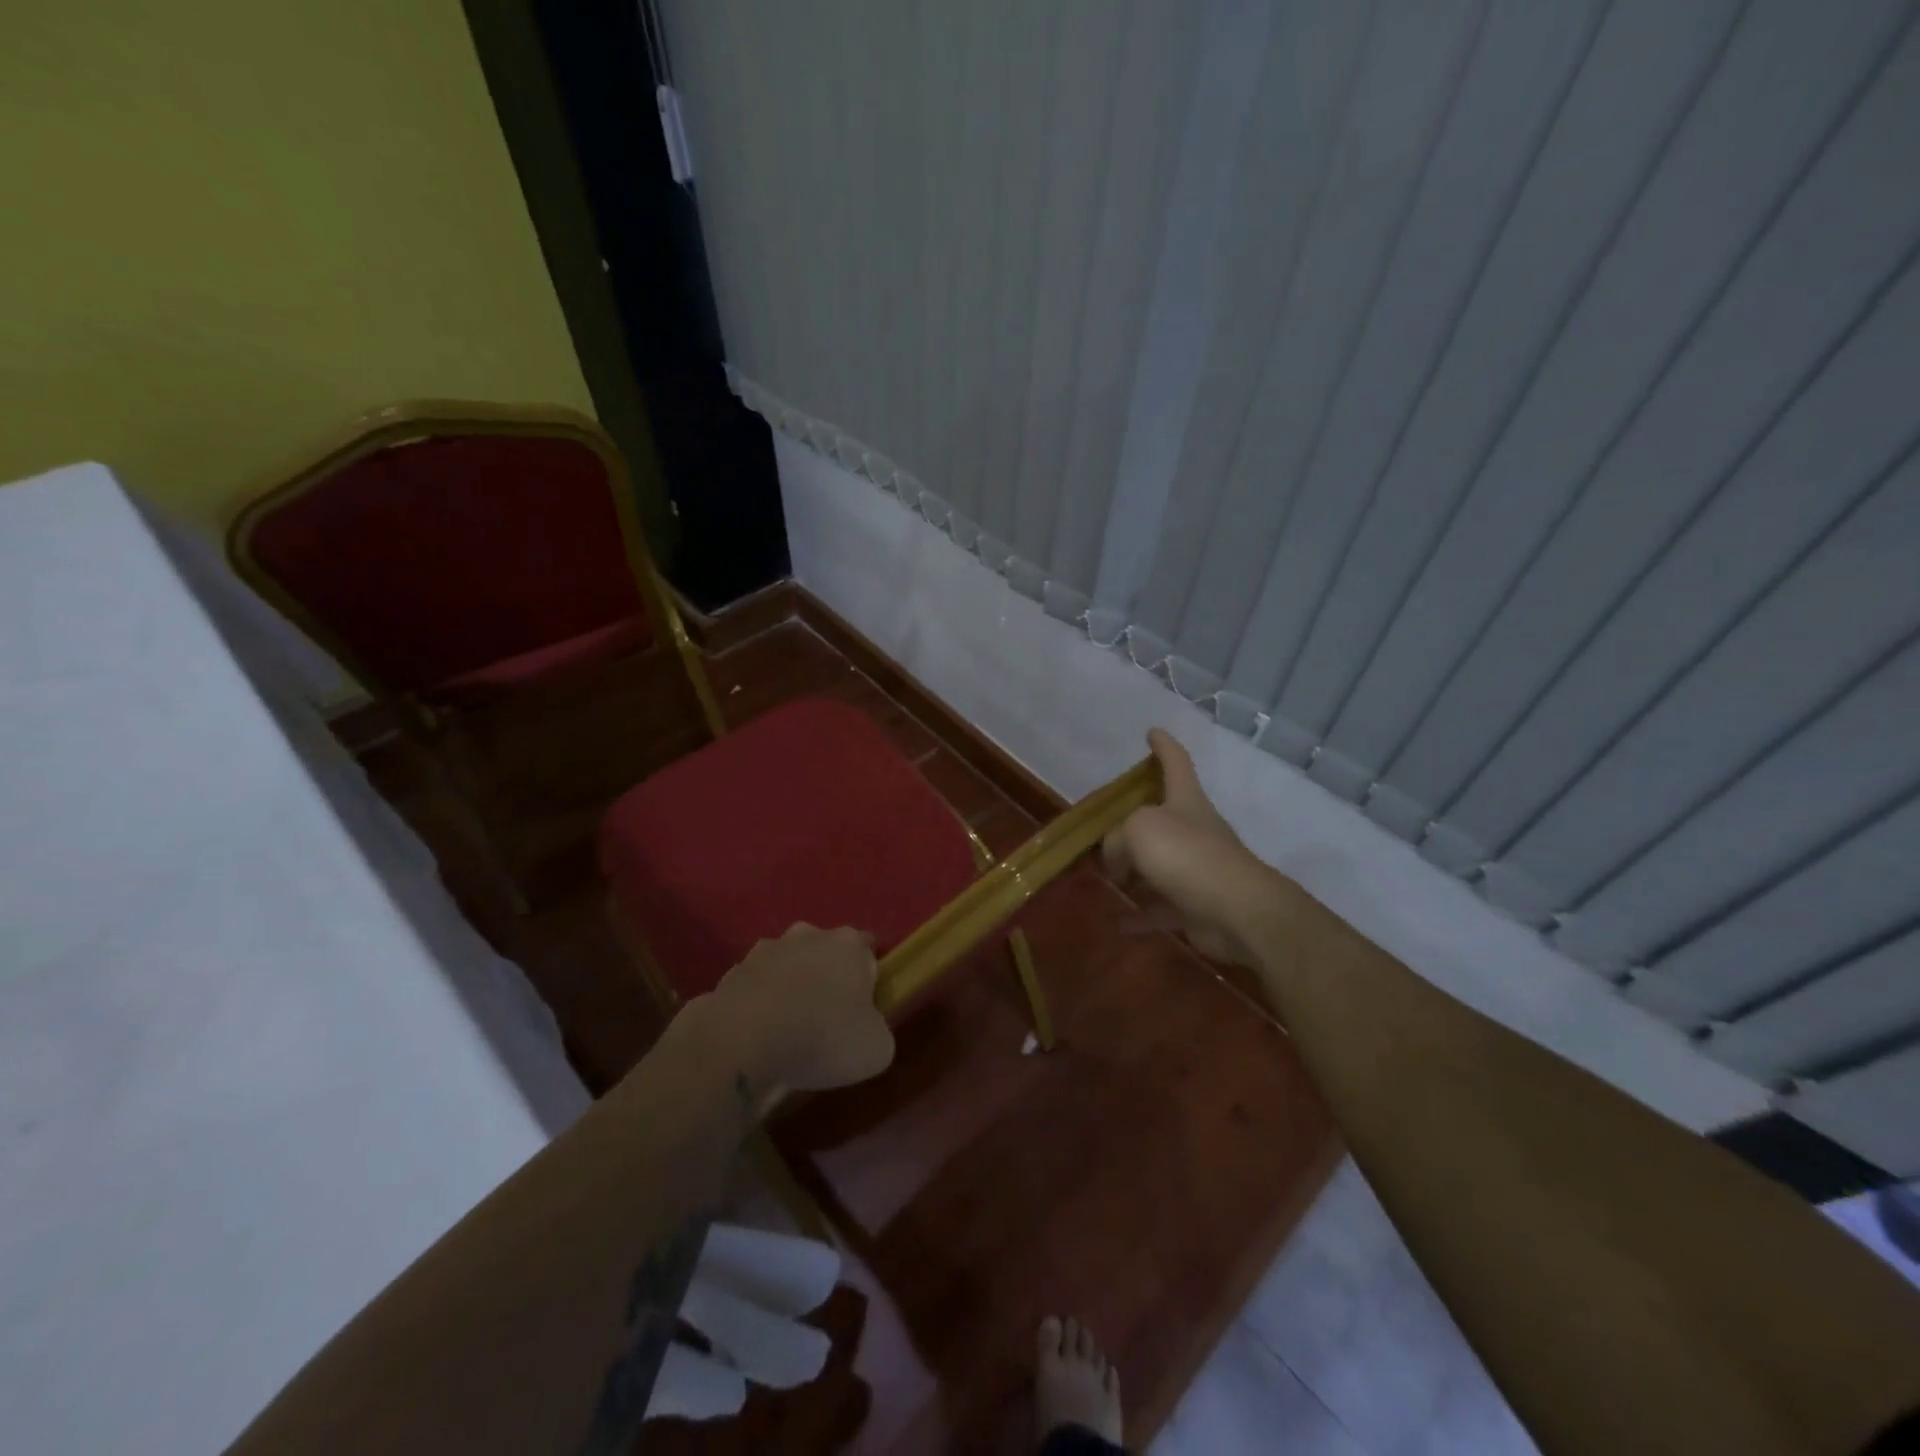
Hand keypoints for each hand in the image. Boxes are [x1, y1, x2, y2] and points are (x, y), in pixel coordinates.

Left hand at [702, 923, 895, 1096]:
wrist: (742, 1045)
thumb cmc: (822, 1038)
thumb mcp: (876, 1048)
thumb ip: (877, 1030)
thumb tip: (867, 1030)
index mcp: (848, 943)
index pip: (866, 949)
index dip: (868, 977)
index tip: (863, 1008)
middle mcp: (807, 935)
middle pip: (824, 952)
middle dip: (826, 977)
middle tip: (826, 1019)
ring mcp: (764, 951)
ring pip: (786, 966)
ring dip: (789, 988)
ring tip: (787, 1031)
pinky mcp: (730, 974)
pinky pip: (754, 989)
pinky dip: (758, 1006)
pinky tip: (757, 1037)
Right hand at [1103, 729, 1274, 966]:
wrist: (1236, 911)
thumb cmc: (1186, 855)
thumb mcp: (1137, 830)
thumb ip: (1116, 839)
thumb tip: (1117, 863)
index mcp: (1185, 800)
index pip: (1175, 761)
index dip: (1163, 745)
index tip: (1153, 731)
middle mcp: (1193, 828)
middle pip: (1162, 814)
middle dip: (1135, 817)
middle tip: (1106, 825)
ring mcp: (1196, 867)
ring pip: (1158, 862)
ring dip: (1134, 869)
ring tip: (1107, 874)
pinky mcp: (1196, 903)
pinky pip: (1161, 905)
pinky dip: (1141, 912)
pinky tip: (1120, 920)